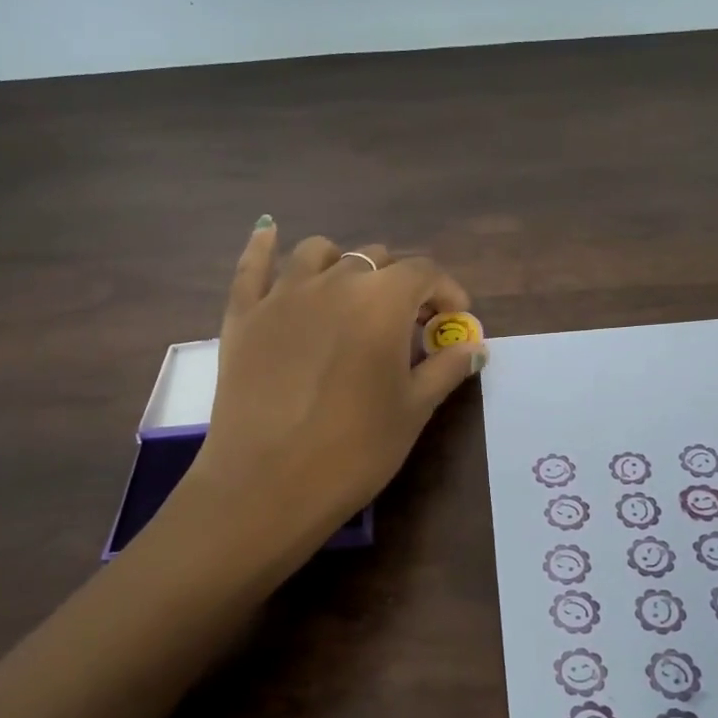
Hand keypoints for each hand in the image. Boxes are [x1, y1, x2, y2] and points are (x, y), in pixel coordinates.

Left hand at [187, 221, 485, 551]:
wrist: (267, 485)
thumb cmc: (354, 450)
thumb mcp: (413, 410)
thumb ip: (446, 369)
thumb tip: (475, 347)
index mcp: (382, 301)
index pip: (424, 272)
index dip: (447, 292)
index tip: (455, 321)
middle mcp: (333, 282)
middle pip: (375, 260)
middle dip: (400, 285)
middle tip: (408, 325)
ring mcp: (282, 295)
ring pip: (319, 253)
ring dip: (345, 265)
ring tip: (352, 296)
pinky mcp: (242, 316)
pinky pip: (252, 266)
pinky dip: (264, 246)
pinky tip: (269, 233)